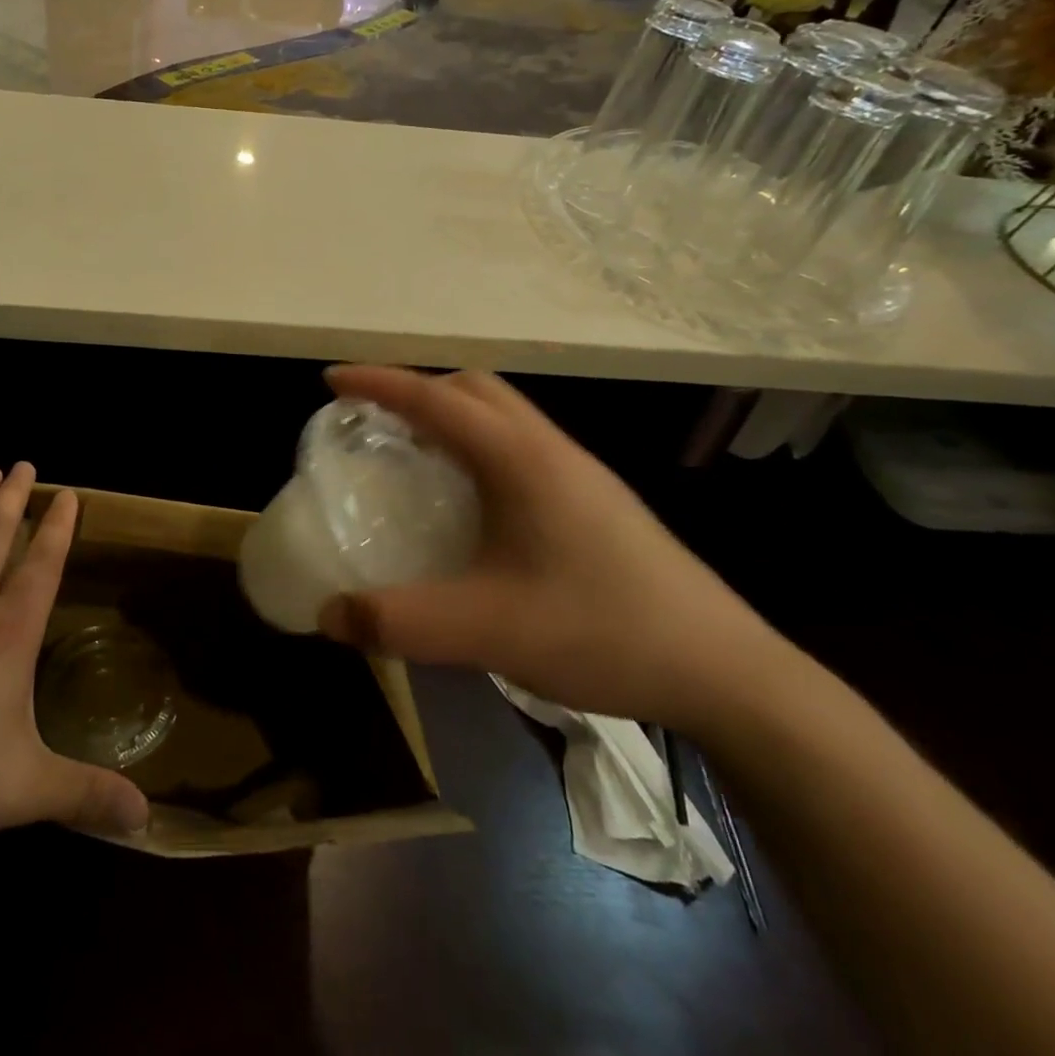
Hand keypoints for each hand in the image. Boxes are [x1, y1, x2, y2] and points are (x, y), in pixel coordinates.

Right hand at [315, 366, 777, 731]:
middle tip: (373, 421)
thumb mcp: (487, 630)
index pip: (435, 398)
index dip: (378, 382)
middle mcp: (550, 450)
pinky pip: (521, 446)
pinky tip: (471, 504)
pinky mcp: (595, 501)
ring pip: (503, 415)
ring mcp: (579, 473)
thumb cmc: (602, 631)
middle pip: (474, 388)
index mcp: (520, 460)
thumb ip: (399, 622)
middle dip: (416, 388)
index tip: (331, 383)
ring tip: (413, 454)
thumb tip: (328, 614)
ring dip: (451, 416)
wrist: (726, 672)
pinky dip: (478, 447)